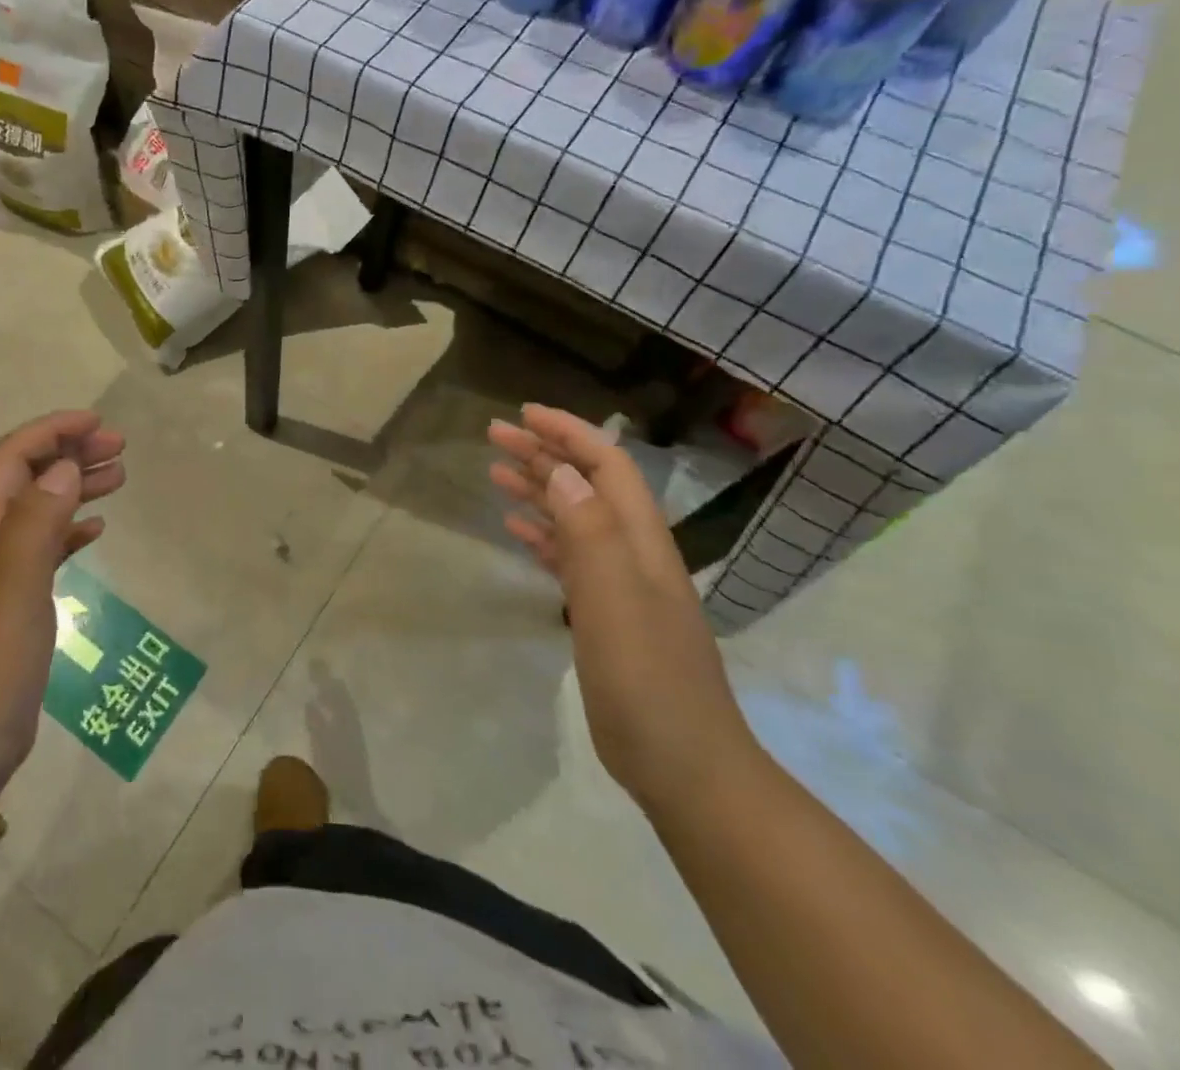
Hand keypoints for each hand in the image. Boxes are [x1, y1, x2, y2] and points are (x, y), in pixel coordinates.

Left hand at [0, 411, 125, 806]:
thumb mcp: (12, 597)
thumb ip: (35, 528)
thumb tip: (63, 468)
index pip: (8, 463)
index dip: (48, 433)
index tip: (96, 423)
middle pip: (24, 480)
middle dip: (67, 453)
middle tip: (118, 447)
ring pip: (37, 510)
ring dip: (74, 486)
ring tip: (119, 477)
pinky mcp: (12, 606)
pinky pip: (44, 549)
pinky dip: (70, 529)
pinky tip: (96, 529)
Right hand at [487, 405, 758, 815]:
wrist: (685, 766)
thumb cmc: (648, 681)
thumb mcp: (616, 602)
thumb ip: (591, 535)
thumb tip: (564, 474)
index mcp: (641, 541)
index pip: (607, 467)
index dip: (569, 433)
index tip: (524, 414)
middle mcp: (633, 553)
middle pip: (587, 486)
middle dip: (545, 454)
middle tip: (495, 436)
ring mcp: (620, 585)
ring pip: (575, 518)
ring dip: (540, 489)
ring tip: (496, 473)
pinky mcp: (605, 613)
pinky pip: (569, 556)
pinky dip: (543, 533)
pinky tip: (517, 529)